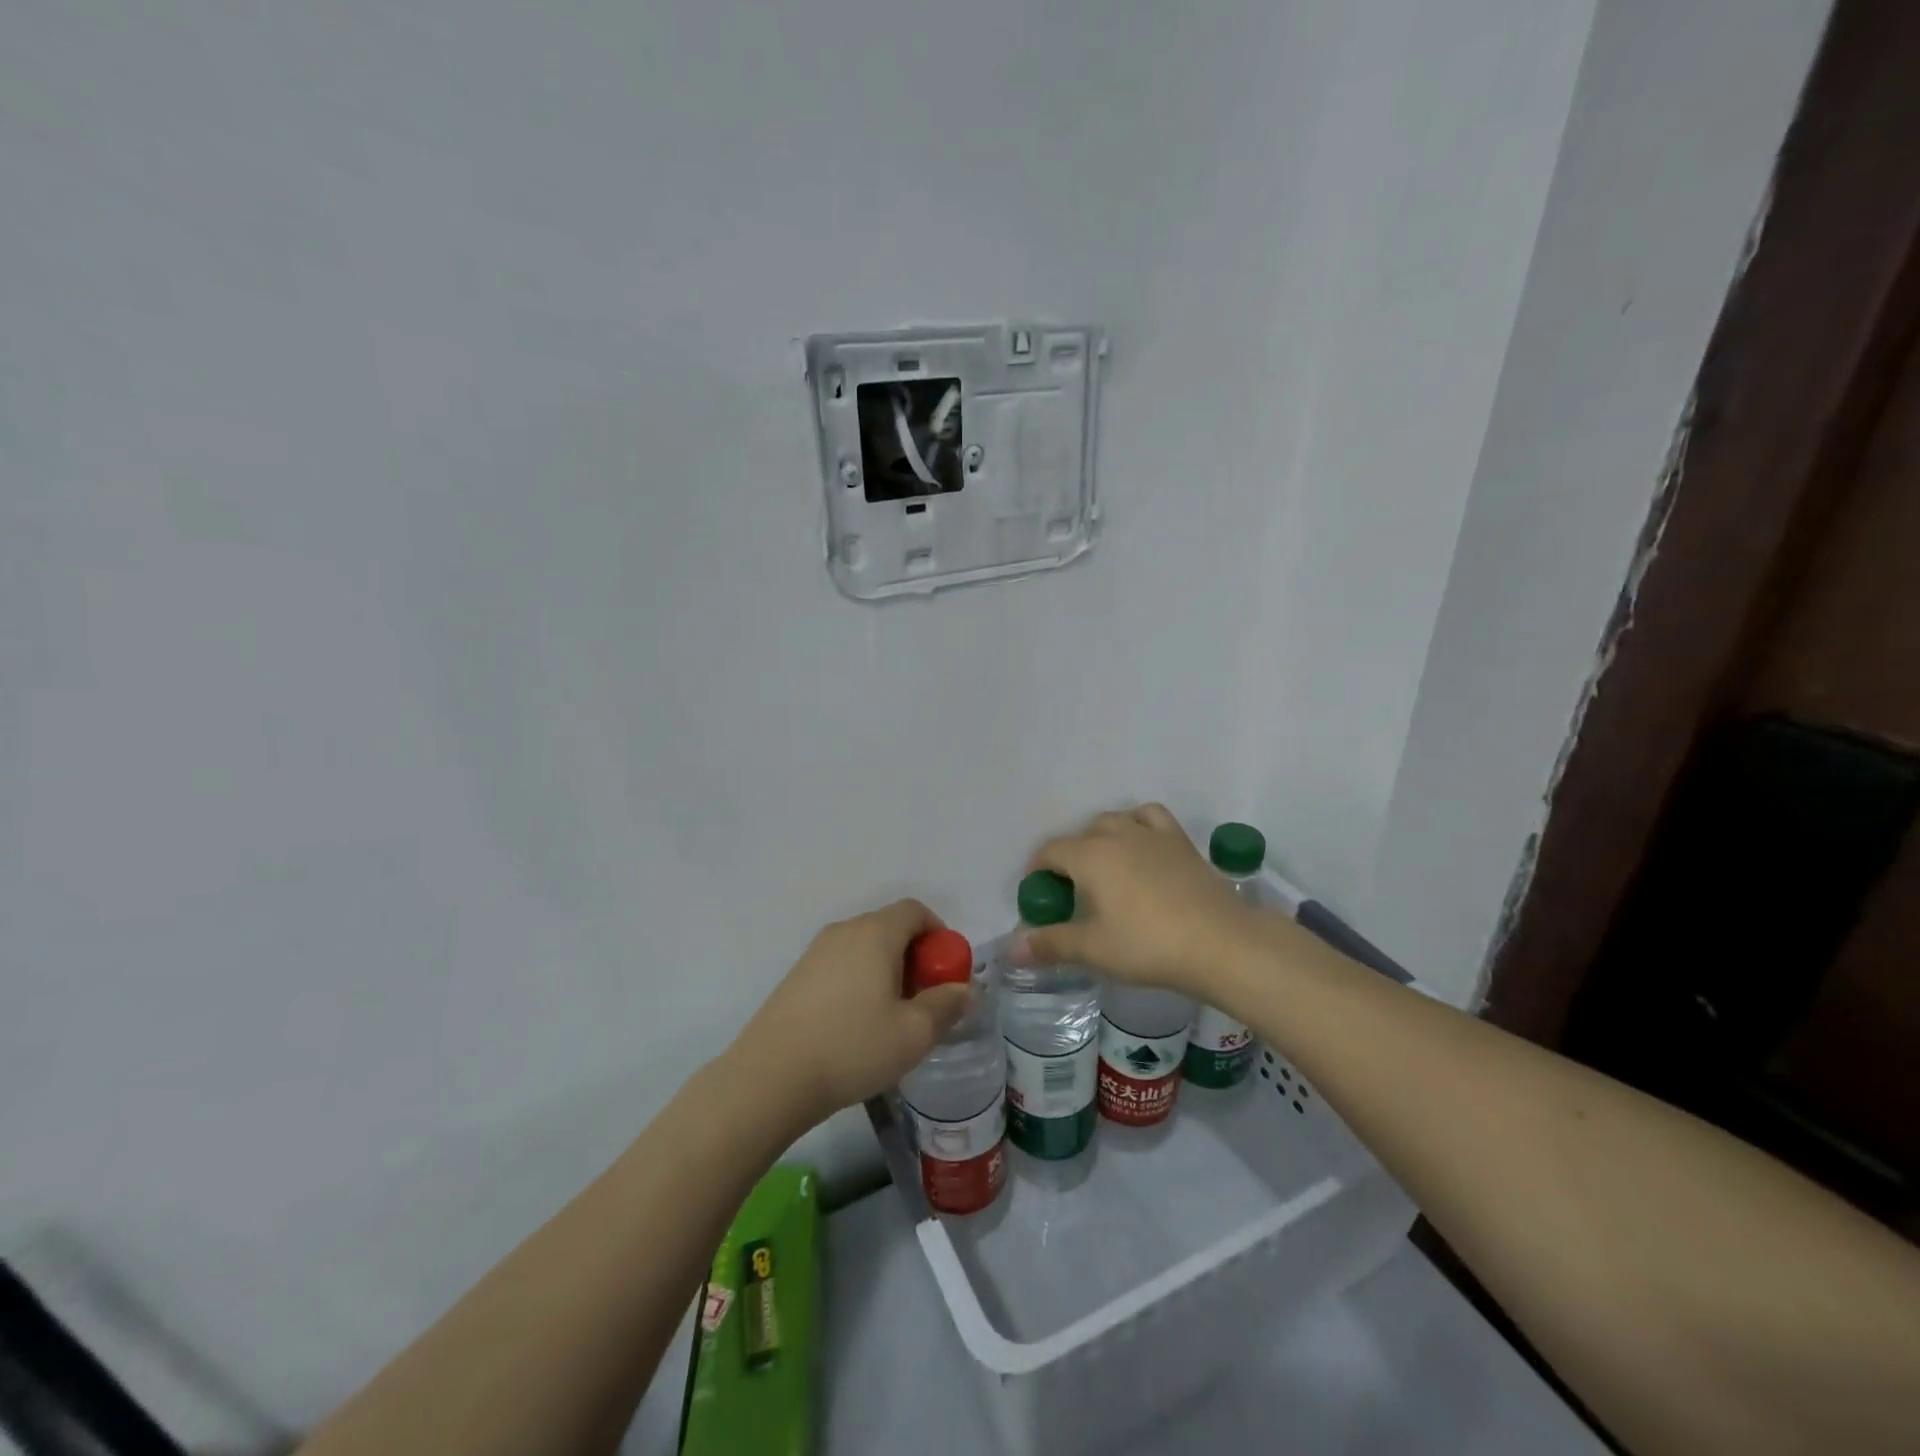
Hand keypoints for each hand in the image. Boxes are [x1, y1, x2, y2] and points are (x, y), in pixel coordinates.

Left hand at [730, 899, 973, 1132]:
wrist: (771, 1076)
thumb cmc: (852, 1047)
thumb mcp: (914, 1033)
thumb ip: (946, 1005)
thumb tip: (964, 990)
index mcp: (875, 933)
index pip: (915, 910)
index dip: (939, 935)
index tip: (945, 973)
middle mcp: (844, 931)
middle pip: (890, 927)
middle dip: (915, 957)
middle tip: (923, 1001)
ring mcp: (815, 952)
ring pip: (865, 948)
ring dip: (887, 971)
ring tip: (891, 1018)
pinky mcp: (797, 976)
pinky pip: (841, 965)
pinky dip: (860, 981)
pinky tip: (856, 1026)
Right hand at [1016, 805, 1263, 995]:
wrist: (1220, 942)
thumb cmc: (1148, 945)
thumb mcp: (1093, 949)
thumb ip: (1050, 944)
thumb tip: (1010, 949)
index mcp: (1089, 855)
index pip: (1050, 852)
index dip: (1037, 871)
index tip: (1038, 896)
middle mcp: (1116, 834)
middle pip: (1080, 836)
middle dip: (1068, 858)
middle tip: (1070, 893)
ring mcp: (1151, 834)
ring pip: (1114, 821)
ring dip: (1100, 838)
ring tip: (1103, 867)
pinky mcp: (1181, 842)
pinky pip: (1151, 818)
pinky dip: (1138, 824)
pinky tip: (1142, 845)